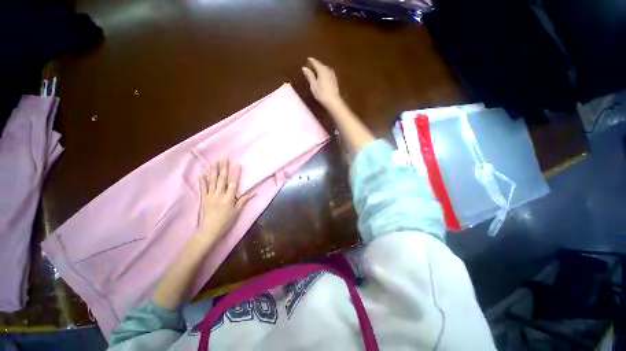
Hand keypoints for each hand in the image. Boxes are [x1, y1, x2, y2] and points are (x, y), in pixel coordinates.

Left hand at [197, 159, 252, 242]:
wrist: (209, 230)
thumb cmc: (226, 221)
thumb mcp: (237, 211)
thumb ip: (244, 200)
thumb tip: (253, 192)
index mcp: (229, 198)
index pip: (233, 183)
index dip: (235, 173)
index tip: (237, 164)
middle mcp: (219, 194)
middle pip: (222, 179)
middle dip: (223, 168)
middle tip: (224, 158)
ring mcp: (210, 196)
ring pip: (212, 181)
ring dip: (214, 170)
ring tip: (215, 162)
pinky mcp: (203, 198)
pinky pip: (203, 188)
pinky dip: (203, 180)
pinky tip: (203, 173)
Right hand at [302, 57, 342, 108]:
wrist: (333, 101)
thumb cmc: (322, 93)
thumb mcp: (313, 85)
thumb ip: (309, 75)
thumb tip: (304, 68)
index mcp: (322, 69)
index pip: (316, 62)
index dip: (311, 61)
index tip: (308, 59)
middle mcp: (328, 70)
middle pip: (321, 65)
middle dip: (316, 64)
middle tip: (310, 65)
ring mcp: (332, 75)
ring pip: (325, 69)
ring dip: (320, 69)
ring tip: (315, 70)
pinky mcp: (334, 80)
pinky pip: (328, 73)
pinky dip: (324, 73)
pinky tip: (322, 76)